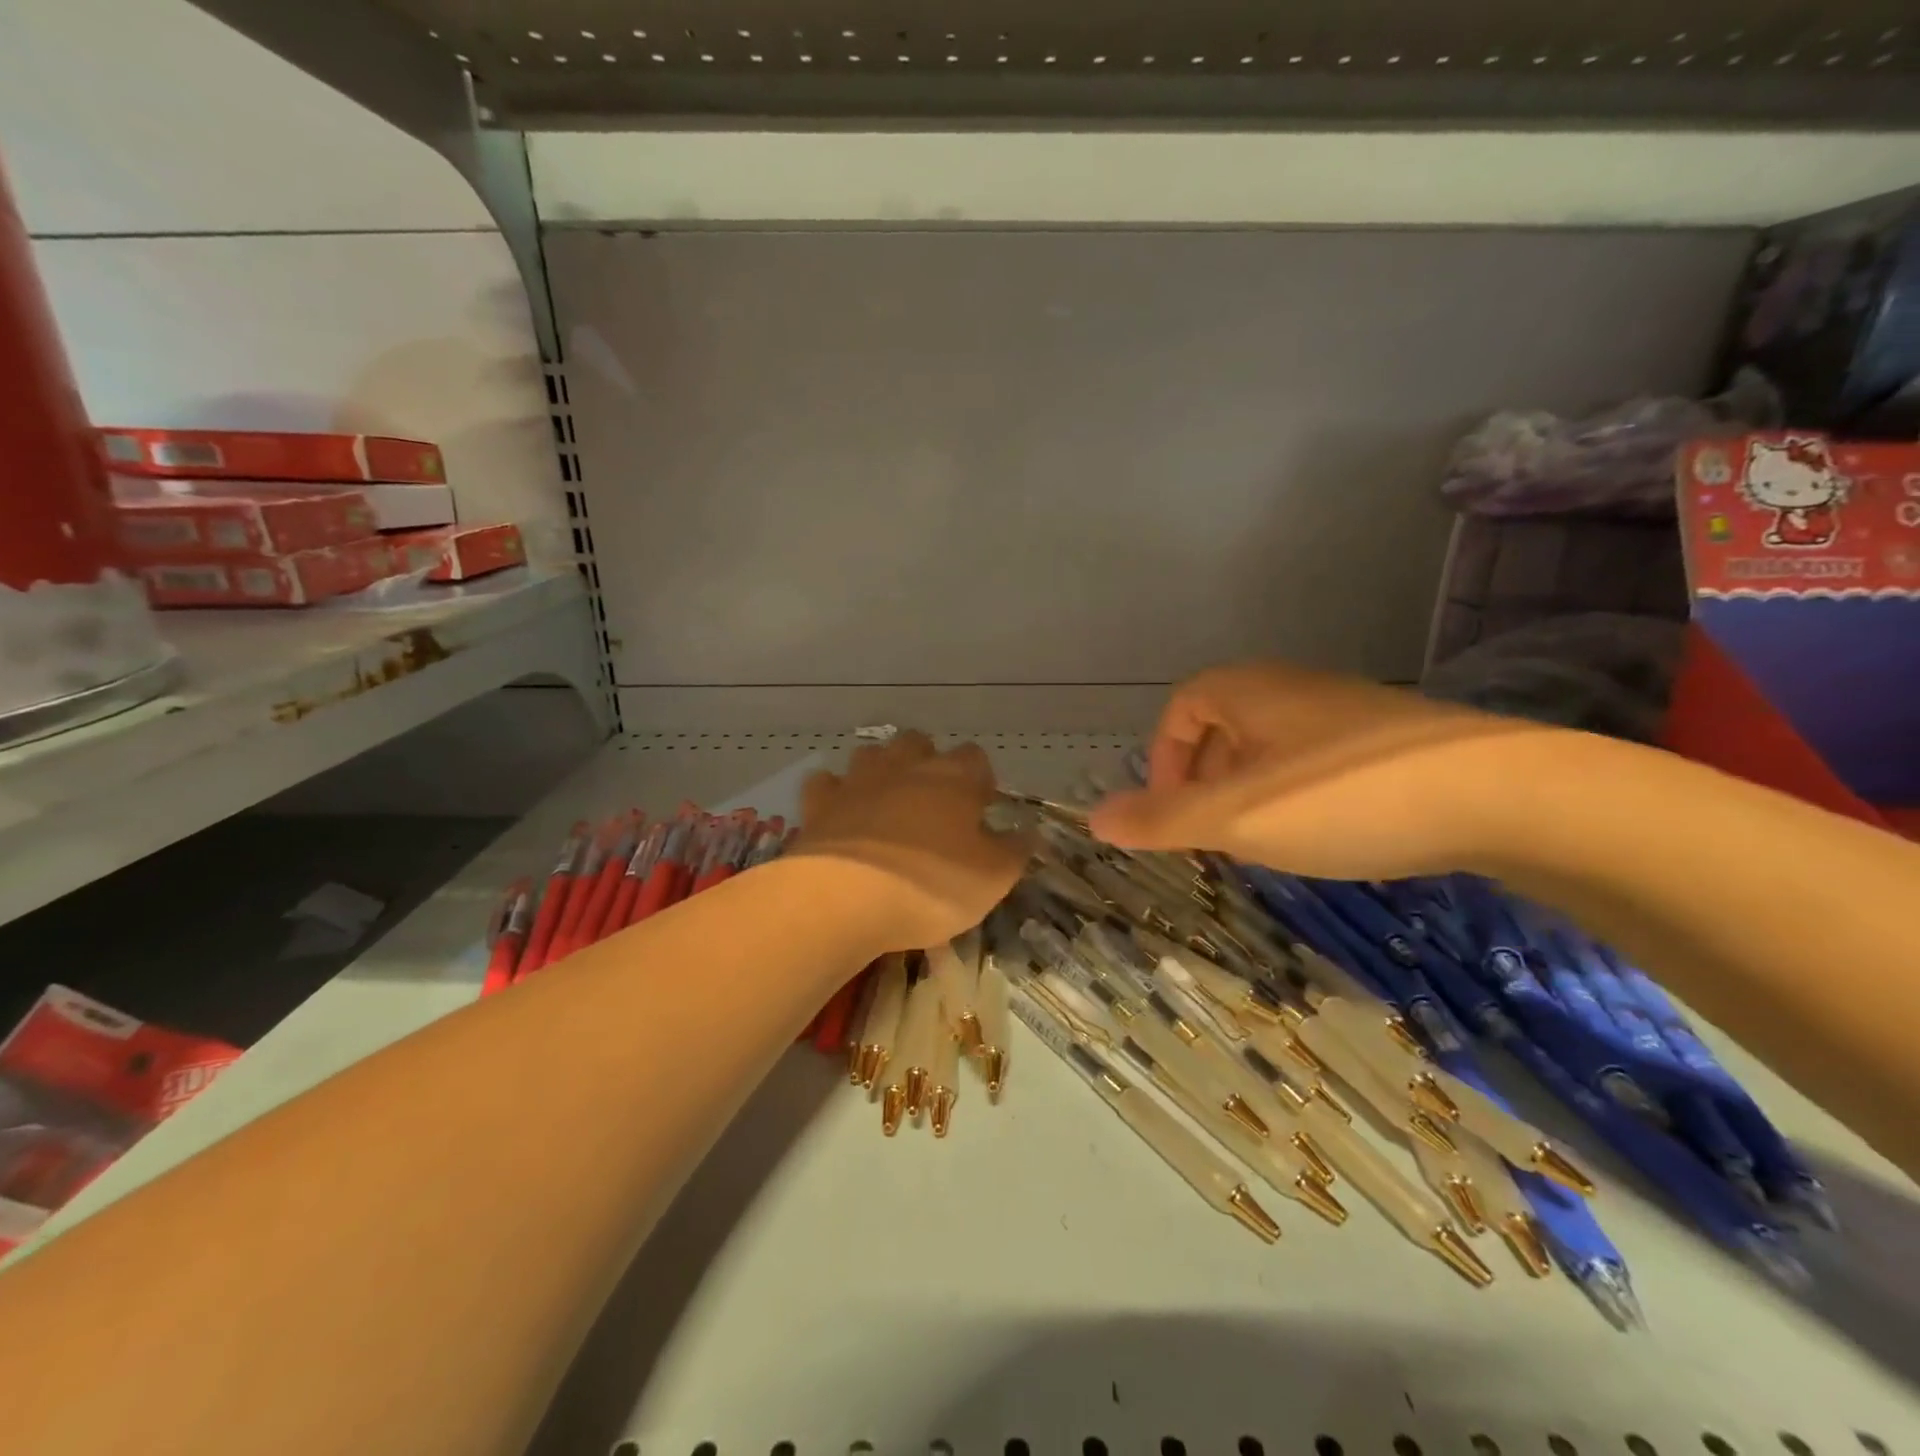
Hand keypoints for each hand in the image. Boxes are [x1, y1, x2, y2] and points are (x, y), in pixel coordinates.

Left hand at [792, 731, 1027, 950]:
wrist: (844, 898)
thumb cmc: (930, 886)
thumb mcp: (992, 879)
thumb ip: (1014, 851)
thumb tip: (1027, 832)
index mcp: (953, 779)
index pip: (976, 758)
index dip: (980, 780)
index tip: (981, 807)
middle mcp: (905, 767)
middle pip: (919, 743)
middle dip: (928, 762)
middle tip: (933, 802)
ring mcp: (858, 780)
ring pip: (872, 754)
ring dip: (881, 770)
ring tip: (887, 802)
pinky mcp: (819, 803)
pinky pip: (826, 783)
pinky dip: (835, 793)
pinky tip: (840, 814)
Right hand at [1087, 661, 1553, 878]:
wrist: (1501, 795)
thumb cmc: (1342, 798)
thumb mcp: (1235, 818)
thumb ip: (1160, 820)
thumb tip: (1092, 818)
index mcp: (1250, 691)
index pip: (1182, 708)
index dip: (1164, 758)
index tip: (1172, 812)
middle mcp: (1295, 688)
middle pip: (1225, 725)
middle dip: (1206, 780)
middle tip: (1214, 834)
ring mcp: (1350, 711)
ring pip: (1273, 746)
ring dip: (1252, 791)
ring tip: (1265, 842)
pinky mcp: (1396, 740)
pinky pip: (1319, 760)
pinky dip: (1300, 794)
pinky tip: (1327, 834)